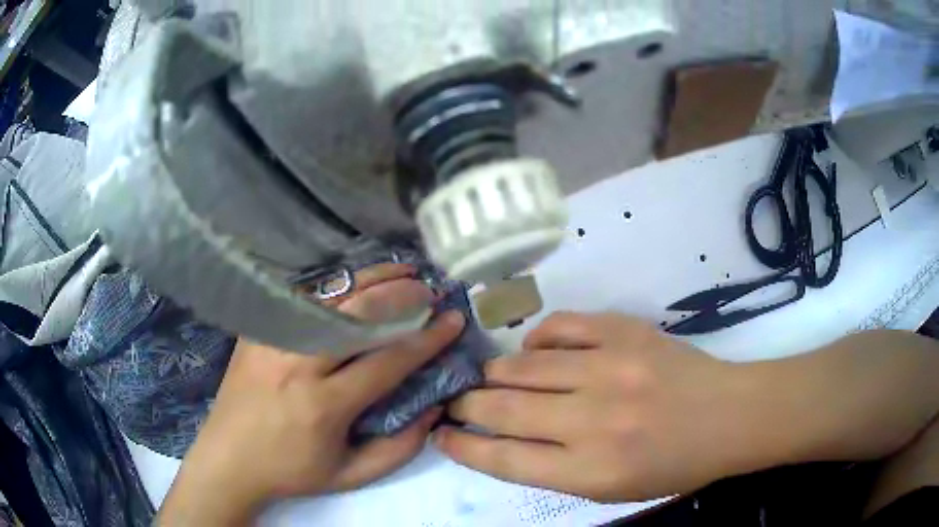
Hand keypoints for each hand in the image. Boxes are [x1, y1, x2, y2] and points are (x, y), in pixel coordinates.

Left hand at [158, 263, 465, 524]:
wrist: (228, 458)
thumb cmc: (291, 471)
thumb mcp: (351, 476)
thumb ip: (399, 448)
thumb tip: (433, 409)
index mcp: (323, 405)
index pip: (386, 361)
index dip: (426, 339)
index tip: (453, 321)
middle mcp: (297, 363)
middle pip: (358, 315)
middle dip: (402, 296)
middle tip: (429, 290)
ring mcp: (272, 339)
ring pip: (330, 297)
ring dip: (371, 279)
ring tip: (402, 271)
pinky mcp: (257, 329)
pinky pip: (303, 299)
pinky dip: (336, 287)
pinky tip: (356, 283)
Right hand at [436, 312, 755, 502]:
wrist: (727, 417)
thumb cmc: (670, 465)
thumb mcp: (608, 489)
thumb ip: (552, 468)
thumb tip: (501, 439)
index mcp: (590, 471)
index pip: (504, 459)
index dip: (463, 447)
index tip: (442, 433)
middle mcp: (594, 421)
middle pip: (503, 408)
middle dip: (467, 404)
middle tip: (457, 400)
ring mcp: (610, 369)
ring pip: (523, 364)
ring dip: (498, 373)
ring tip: (493, 377)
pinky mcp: (625, 332)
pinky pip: (559, 326)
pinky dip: (538, 339)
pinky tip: (538, 350)